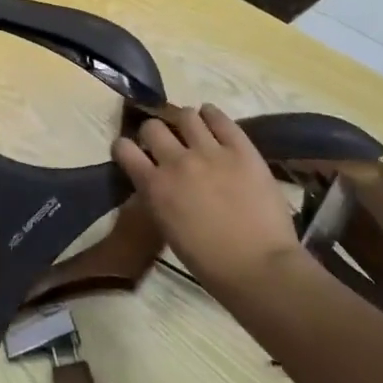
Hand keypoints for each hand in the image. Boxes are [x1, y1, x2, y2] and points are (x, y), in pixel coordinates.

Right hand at [112, 105, 299, 295]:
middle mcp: (177, 161)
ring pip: (186, 115)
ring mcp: (210, 151)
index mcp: (154, 186)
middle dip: (155, 133)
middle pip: (152, 126)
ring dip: (185, 122)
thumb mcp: (168, 228)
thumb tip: (157, 180)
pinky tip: (213, 122)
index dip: (126, 147)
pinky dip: (212, 115)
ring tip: (193, 132)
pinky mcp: (241, 148)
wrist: (259, 267)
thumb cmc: (209, 262)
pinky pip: (220, 117)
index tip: (135, 152)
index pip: (124, 148)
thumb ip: (158, 197)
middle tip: (166, 144)